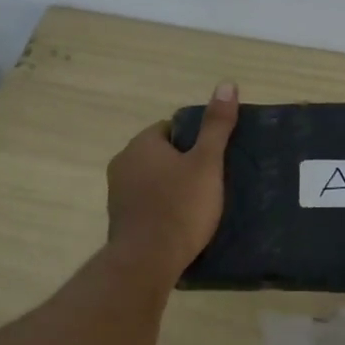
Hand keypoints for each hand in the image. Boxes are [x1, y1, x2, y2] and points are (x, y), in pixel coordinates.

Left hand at [107, 82, 237, 281]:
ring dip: (171, 187)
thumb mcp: (207, 163)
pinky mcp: (120, 220)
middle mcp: (123, 163)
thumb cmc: (180, 207)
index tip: (213, 159)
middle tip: (212, 182)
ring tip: (200, 205)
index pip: (170, 129)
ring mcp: (117, 193)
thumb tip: (227, 83)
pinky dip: (162, 208)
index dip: (195, 141)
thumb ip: (216, 125)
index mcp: (141, 144)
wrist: (147, 261)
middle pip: (161, 155)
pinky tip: (181, 223)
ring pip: (152, 180)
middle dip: (183, 164)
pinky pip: (146, 204)